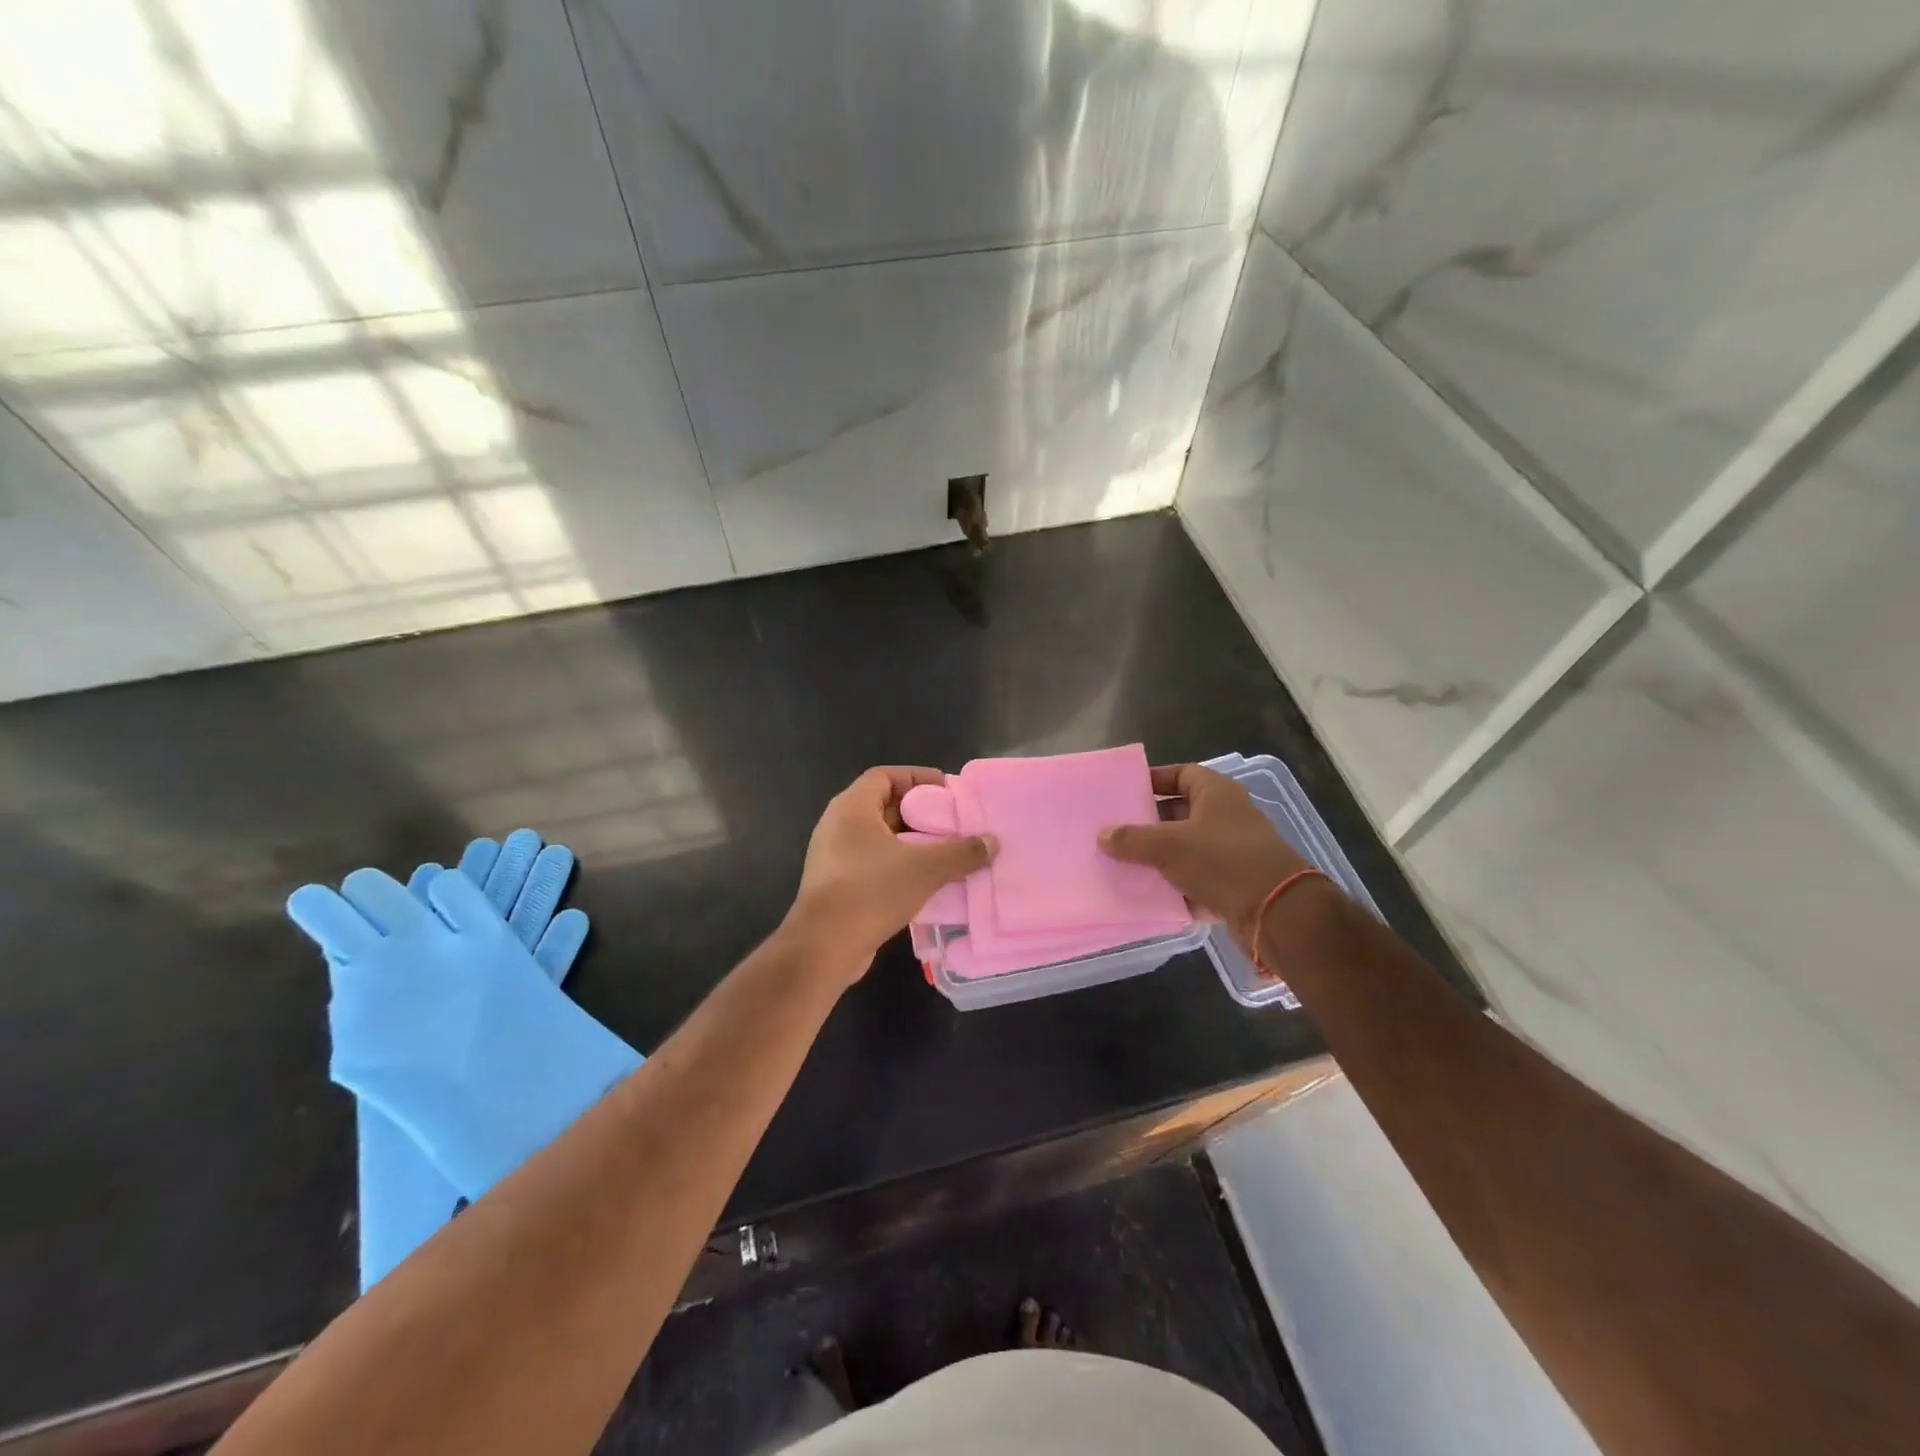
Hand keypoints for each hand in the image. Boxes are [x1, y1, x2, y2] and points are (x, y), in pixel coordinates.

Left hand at [785, 766, 996, 980]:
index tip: (946, 791)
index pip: (885, 776)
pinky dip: (899, 865)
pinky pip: (874, 863)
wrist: (824, 947)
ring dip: (912, 843)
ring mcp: (834, 856)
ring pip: (880, 838)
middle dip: (920, 813)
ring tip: (946, 852)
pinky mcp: (837, 884)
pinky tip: (926, 881)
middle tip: (953, 823)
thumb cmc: (871, 891)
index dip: (917, 777)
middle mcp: (838, 825)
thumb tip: (992, 842)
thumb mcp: (925, 868)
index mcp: (852, 807)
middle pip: (884, 806)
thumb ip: (961, 852)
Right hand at [1099, 764, 1309, 943]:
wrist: (1277, 912)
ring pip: (1186, 848)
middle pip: (1180, 812)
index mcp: (1216, 793)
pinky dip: (1175, 885)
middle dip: (1149, 823)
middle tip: (1115, 831)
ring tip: (1122, 863)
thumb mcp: (1168, 845)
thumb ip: (1132, 839)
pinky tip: (1147, 894)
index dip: (1153, 780)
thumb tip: (1103, 835)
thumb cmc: (1222, 861)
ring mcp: (1232, 851)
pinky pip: (1196, 878)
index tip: (1125, 792)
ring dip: (1159, 857)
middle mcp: (1226, 816)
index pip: (1181, 774)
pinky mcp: (1234, 884)